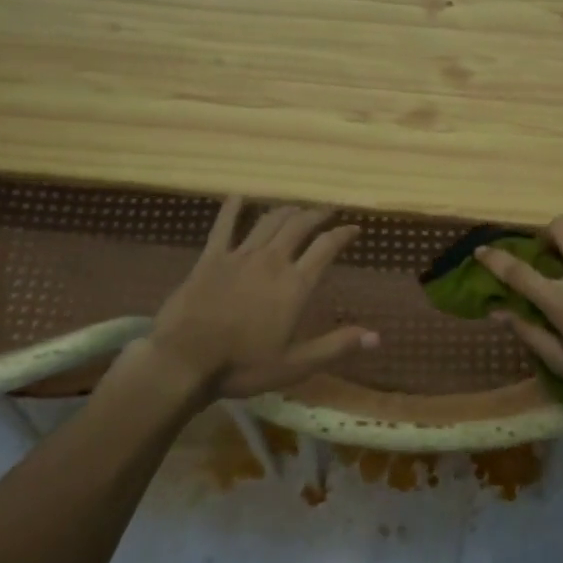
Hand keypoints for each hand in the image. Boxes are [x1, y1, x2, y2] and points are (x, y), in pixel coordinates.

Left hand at [146, 198, 378, 397]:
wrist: (185, 359)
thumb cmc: (243, 365)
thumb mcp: (296, 365)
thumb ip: (337, 346)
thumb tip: (377, 337)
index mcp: (295, 285)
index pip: (326, 248)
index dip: (343, 234)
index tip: (355, 227)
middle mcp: (272, 261)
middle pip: (299, 226)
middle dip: (317, 214)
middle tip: (327, 211)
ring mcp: (239, 256)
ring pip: (268, 222)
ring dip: (286, 211)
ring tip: (296, 208)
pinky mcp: (211, 258)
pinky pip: (224, 226)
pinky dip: (233, 208)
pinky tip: (239, 197)